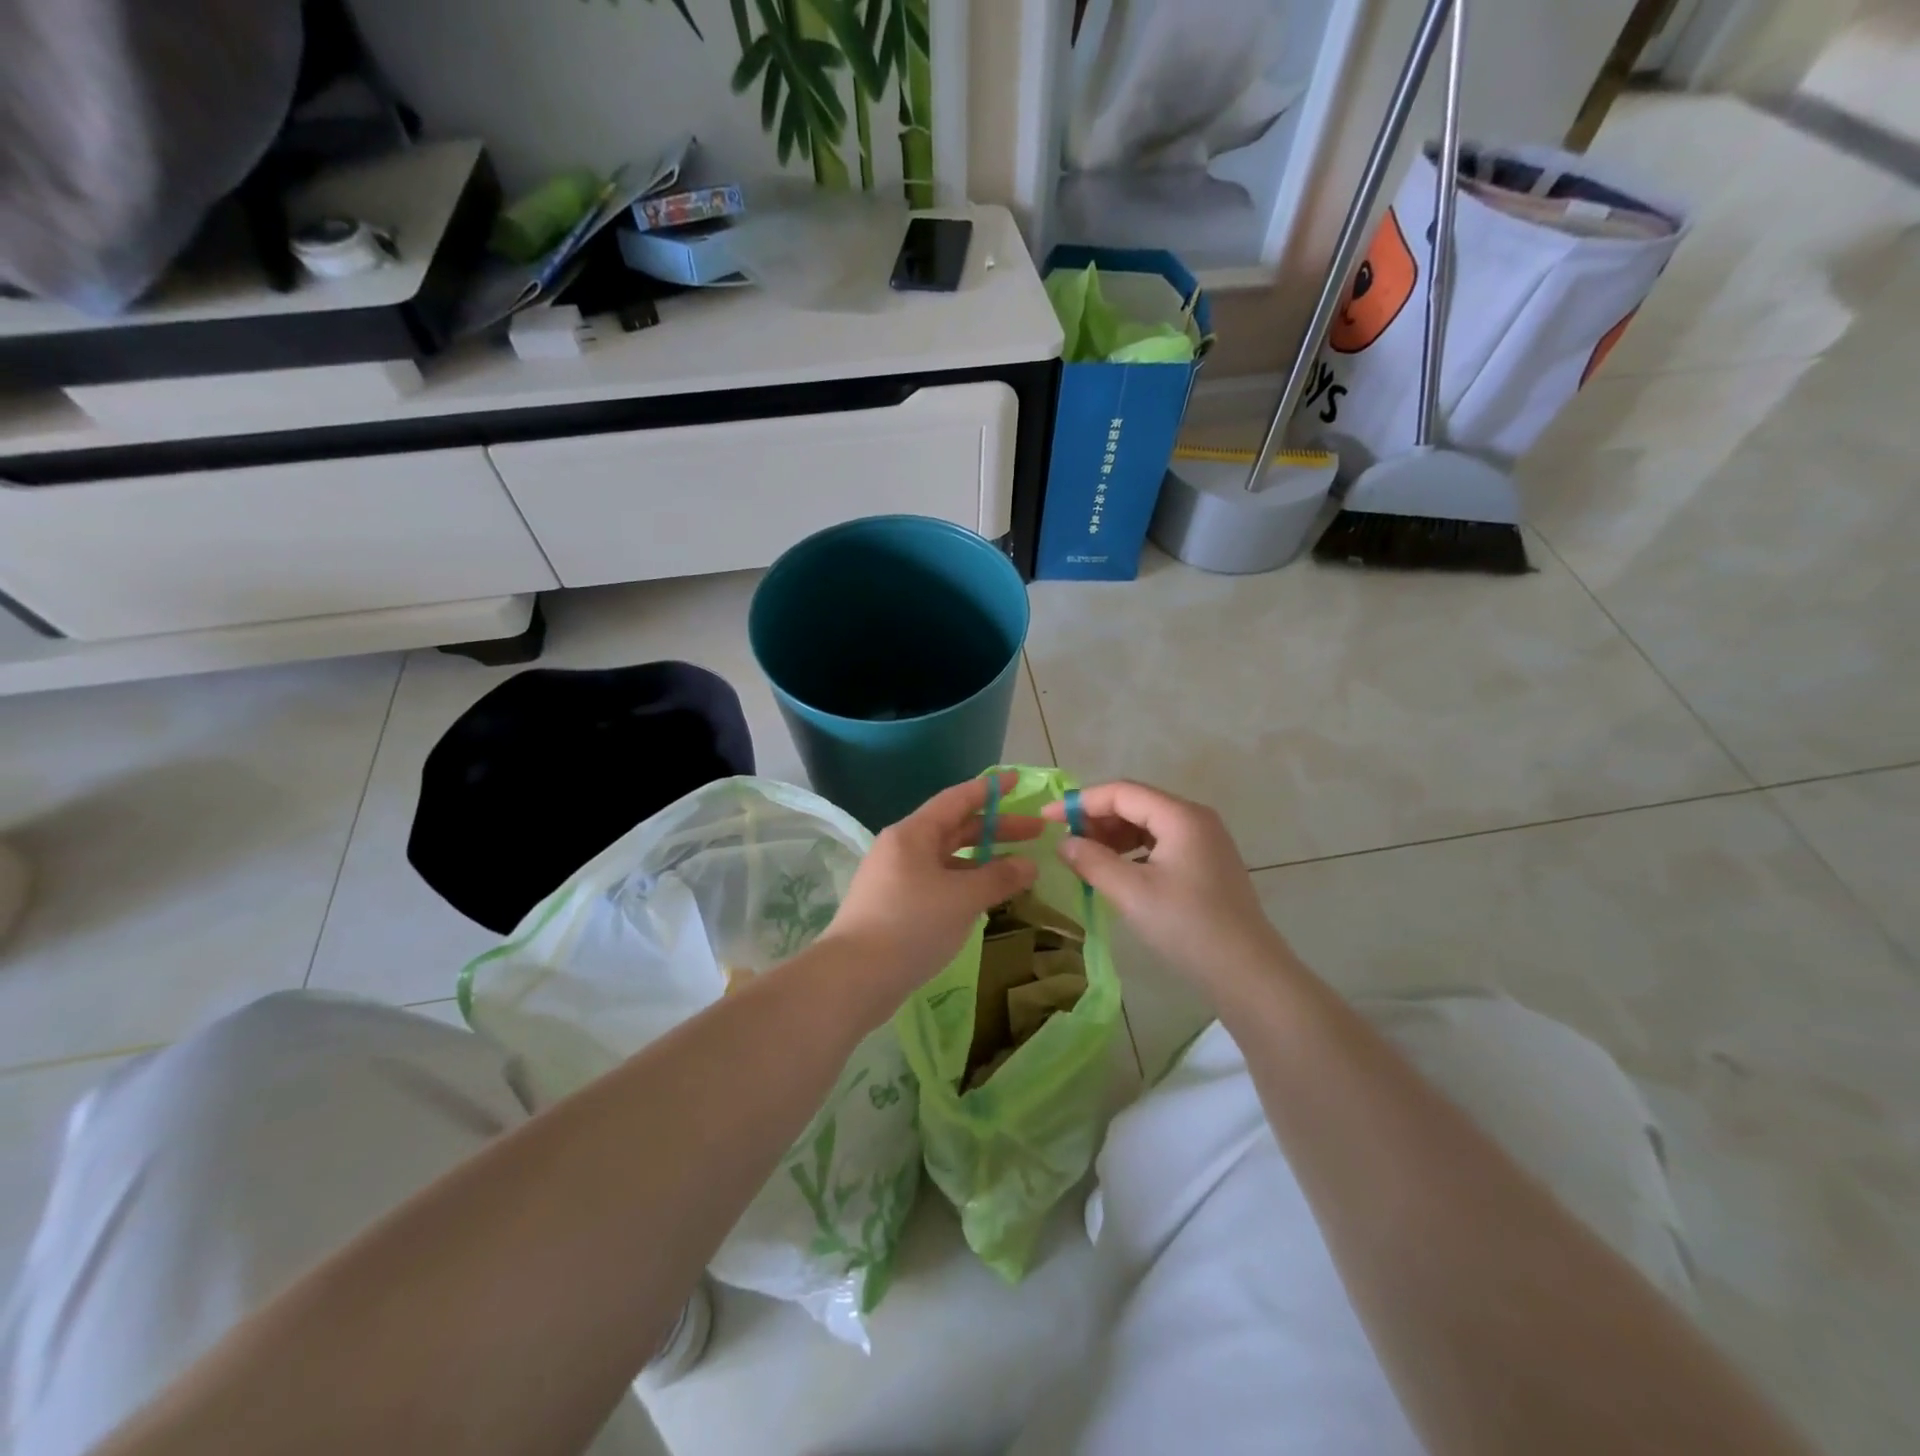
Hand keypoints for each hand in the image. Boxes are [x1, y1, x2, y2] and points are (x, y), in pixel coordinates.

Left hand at [817, 773, 1041, 1012]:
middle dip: (995, 830)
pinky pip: (937, 883)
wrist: (854, 978)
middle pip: (954, 829)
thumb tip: (1029, 865)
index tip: (1016, 781)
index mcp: (913, 834)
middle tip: (1035, 834)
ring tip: (1016, 872)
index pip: (957, 799)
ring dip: (981, 862)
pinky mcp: (894, 907)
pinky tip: (984, 900)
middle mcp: (902, 849)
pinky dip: (964, 885)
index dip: (988, 789)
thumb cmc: (911, 925)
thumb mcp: (962, 898)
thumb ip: (999, 878)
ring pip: (946, 860)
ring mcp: (896, 878)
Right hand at [1043, 780, 1291, 1001]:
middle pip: (1136, 803)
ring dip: (1113, 836)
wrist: (1248, 972)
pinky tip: (1117, 871)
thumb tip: (1064, 843)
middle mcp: (1195, 819)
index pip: (1121, 792)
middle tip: (1066, 843)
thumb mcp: (1131, 892)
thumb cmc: (1187, 926)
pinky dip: (1133, 851)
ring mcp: (1205, 841)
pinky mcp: (1206, 864)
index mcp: (1181, 816)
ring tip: (1086, 858)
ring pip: (1148, 824)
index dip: (1080, 802)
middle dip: (1097, 819)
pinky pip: (1161, 843)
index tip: (1047, 819)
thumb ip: (1092, 861)